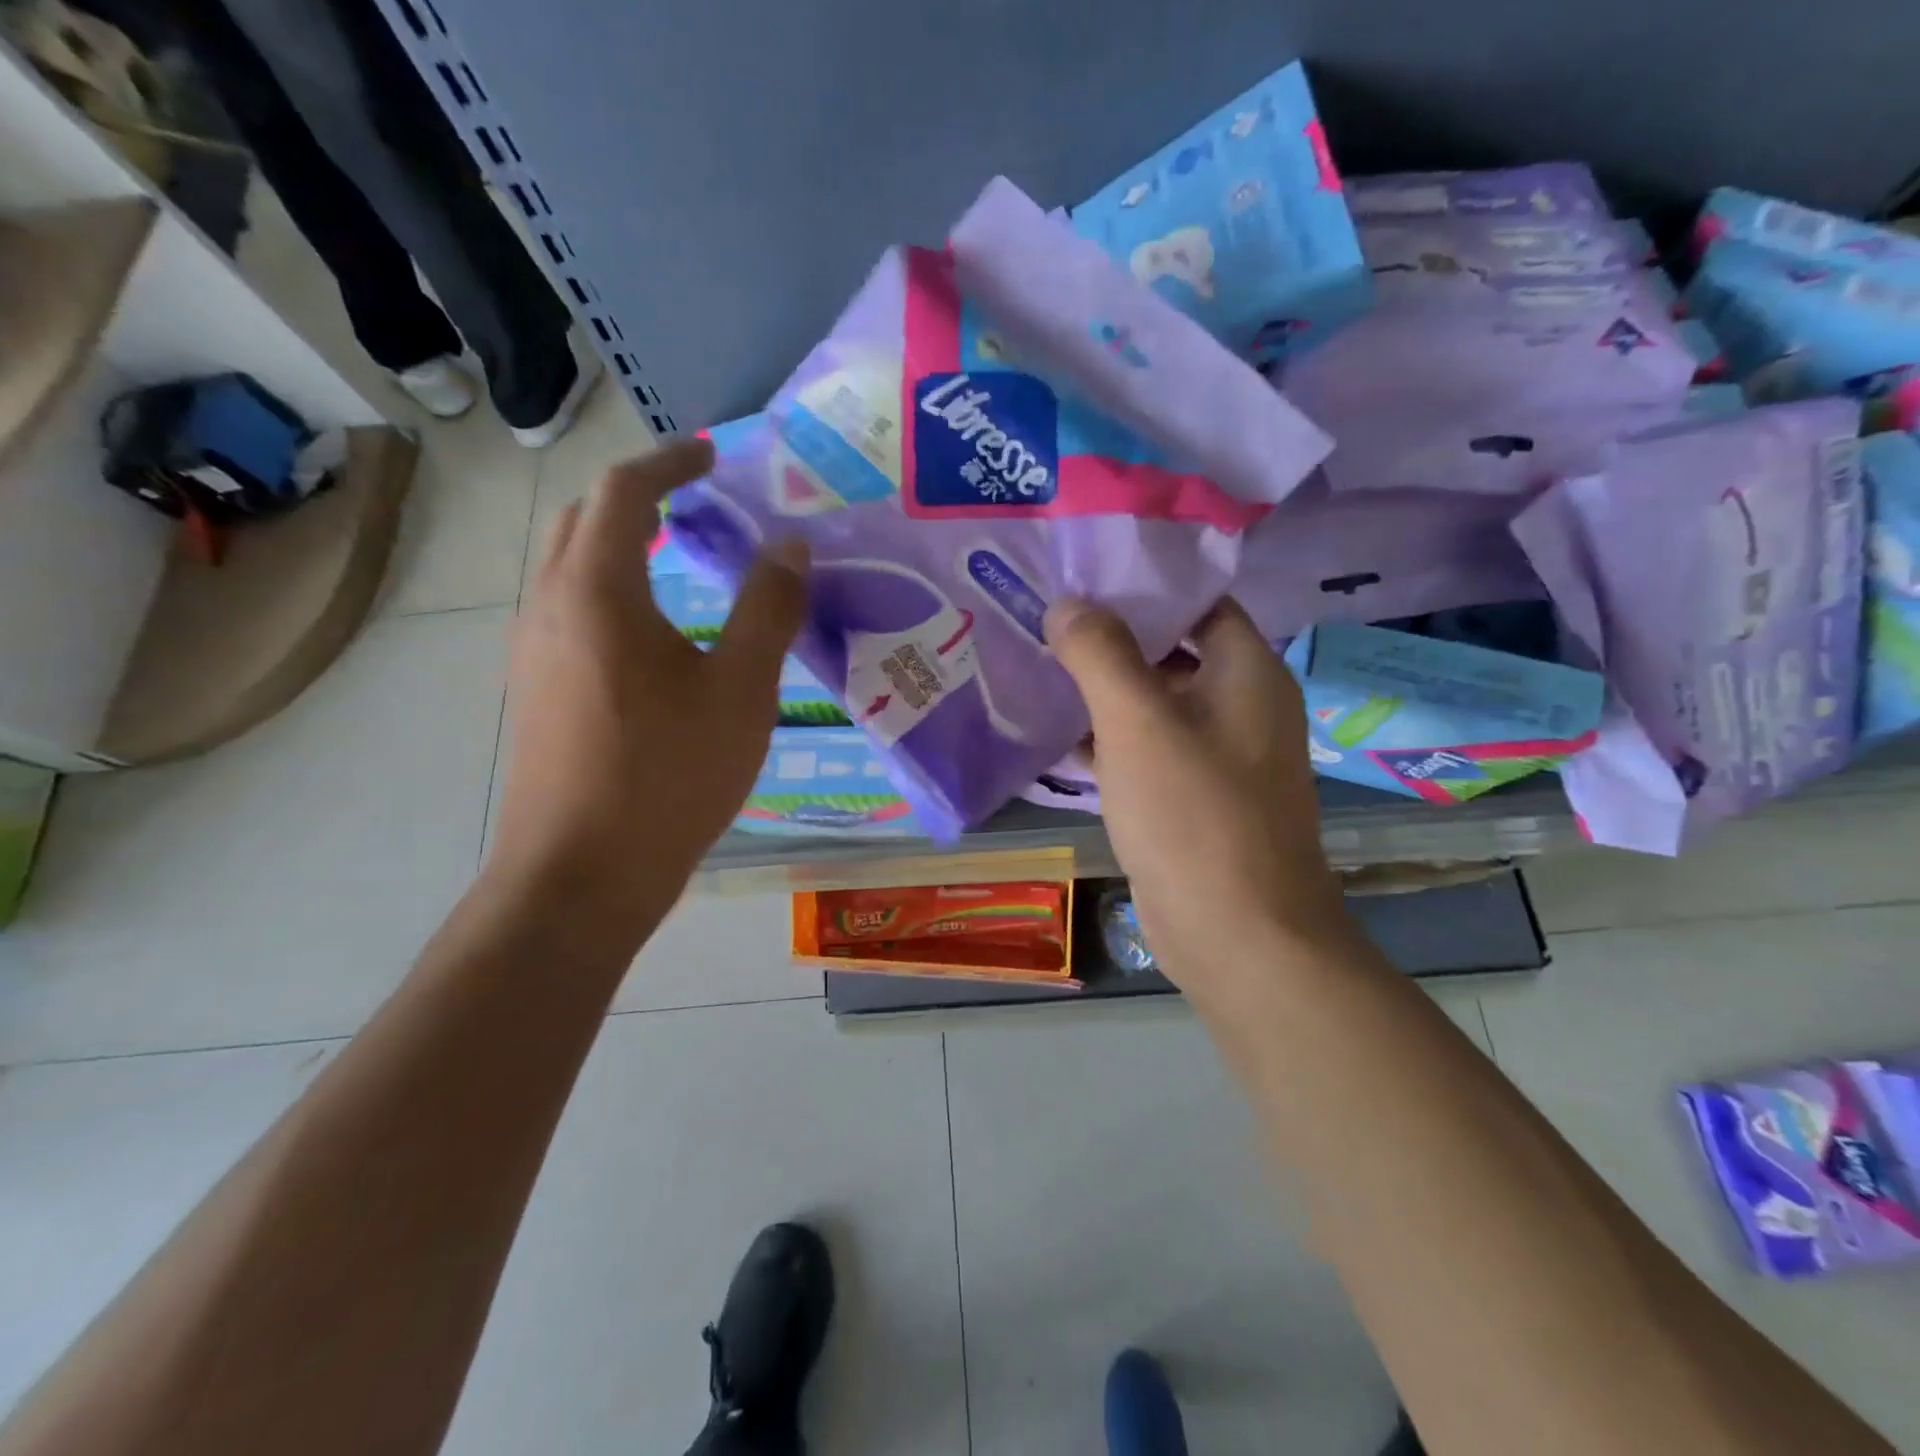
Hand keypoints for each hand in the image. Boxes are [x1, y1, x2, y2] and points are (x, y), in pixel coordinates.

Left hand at [488, 439, 806, 934]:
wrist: (582, 874)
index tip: (713, 455)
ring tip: (681, 558)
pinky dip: (612, 590)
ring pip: (571, 567)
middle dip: (639, 497)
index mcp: (598, 591)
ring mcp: (533, 651)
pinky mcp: (536, 690)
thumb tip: (790, 545)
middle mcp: (550, 606)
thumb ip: (768, 609)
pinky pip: (570, 611)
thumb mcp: (741, 690)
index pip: (623, 492)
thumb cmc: (668, 775)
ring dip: (622, 545)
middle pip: (584, 520)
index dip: (670, 462)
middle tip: (696, 502)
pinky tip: (654, 634)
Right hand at [1043, 597, 1350, 1007]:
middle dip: (1112, 637)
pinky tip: (1058, 736)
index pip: (1198, 601)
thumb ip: (1101, 654)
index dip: (1145, 584)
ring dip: (1105, 691)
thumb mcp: (1138, 722)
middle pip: (1172, 651)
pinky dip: (1109, 741)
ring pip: (1155, 704)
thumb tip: (1068, 605)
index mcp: (1246, 672)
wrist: (1239, 936)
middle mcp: (1240, 707)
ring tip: (1039, 665)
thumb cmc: (1195, 816)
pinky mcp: (1193, 800)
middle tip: (1046, 618)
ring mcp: (1218, 757)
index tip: (1082, 574)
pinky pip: (1147, 752)